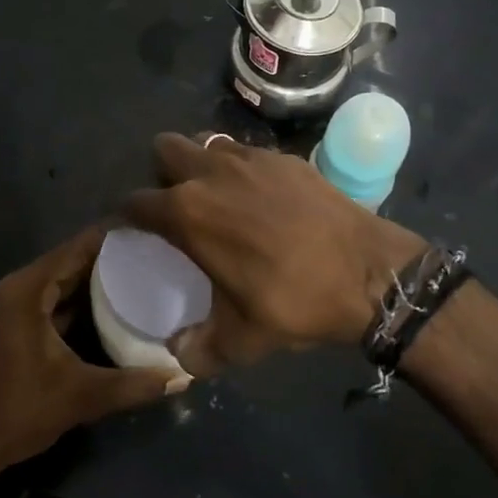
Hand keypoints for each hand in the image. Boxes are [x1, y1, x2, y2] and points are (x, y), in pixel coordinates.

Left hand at [0, 225, 192, 480]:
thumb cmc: (18, 412)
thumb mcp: (81, 396)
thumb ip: (134, 384)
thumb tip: (185, 377)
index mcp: (27, 290)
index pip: (78, 247)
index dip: (115, 237)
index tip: (155, 232)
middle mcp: (17, 288)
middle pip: (72, 260)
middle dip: (113, 257)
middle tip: (158, 255)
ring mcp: (13, 307)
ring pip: (64, 281)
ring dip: (99, 280)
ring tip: (146, 275)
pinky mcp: (15, 326)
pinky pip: (55, 300)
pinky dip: (83, 301)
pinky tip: (117, 307)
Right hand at [123, 133, 425, 376]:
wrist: (369, 272)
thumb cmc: (295, 301)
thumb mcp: (241, 341)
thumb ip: (198, 350)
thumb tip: (178, 354)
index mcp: (189, 212)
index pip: (136, 201)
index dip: (128, 216)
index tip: (134, 231)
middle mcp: (212, 173)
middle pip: (165, 148)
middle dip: (162, 172)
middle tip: (178, 205)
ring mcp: (252, 158)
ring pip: (207, 142)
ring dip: (202, 163)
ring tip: (218, 196)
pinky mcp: (285, 157)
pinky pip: (247, 151)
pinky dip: (242, 168)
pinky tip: (261, 198)